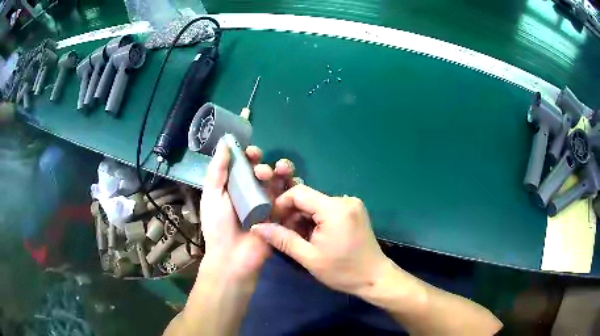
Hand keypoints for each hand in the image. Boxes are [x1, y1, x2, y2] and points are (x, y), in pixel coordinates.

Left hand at [199, 142, 295, 282]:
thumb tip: (225, 143)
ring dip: (283, 174)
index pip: (245, 165)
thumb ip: (218, 170)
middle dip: (266, 166)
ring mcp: (269, 204)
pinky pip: (291, 199)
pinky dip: (294, 190)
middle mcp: (253, 192)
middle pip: (265, 172)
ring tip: (280, 174)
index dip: (250, 156)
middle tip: (262, 172)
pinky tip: (294, 186)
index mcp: (236, 186)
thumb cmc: (219, 226)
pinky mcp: (282, 216)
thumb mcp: (212, 195)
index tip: (252, 153)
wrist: (233, 257)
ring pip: (280, 182)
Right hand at [251, 185, 388, 296]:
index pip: (299, 192)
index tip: (272, 221)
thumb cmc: (342, 271)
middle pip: (308, 198)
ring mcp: (352, 204)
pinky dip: (316, 220)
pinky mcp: (354, 211)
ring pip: (317, 204)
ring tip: (298, 238)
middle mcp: (345, 200)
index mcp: (335, 209)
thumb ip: (282, 239)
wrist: (374, 278)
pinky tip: (313, 236)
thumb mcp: (309, 257)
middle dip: (292, 214)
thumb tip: (257, 227)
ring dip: (303, 218)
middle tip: (283, 234)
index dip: (281, 204)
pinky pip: (327, 209)